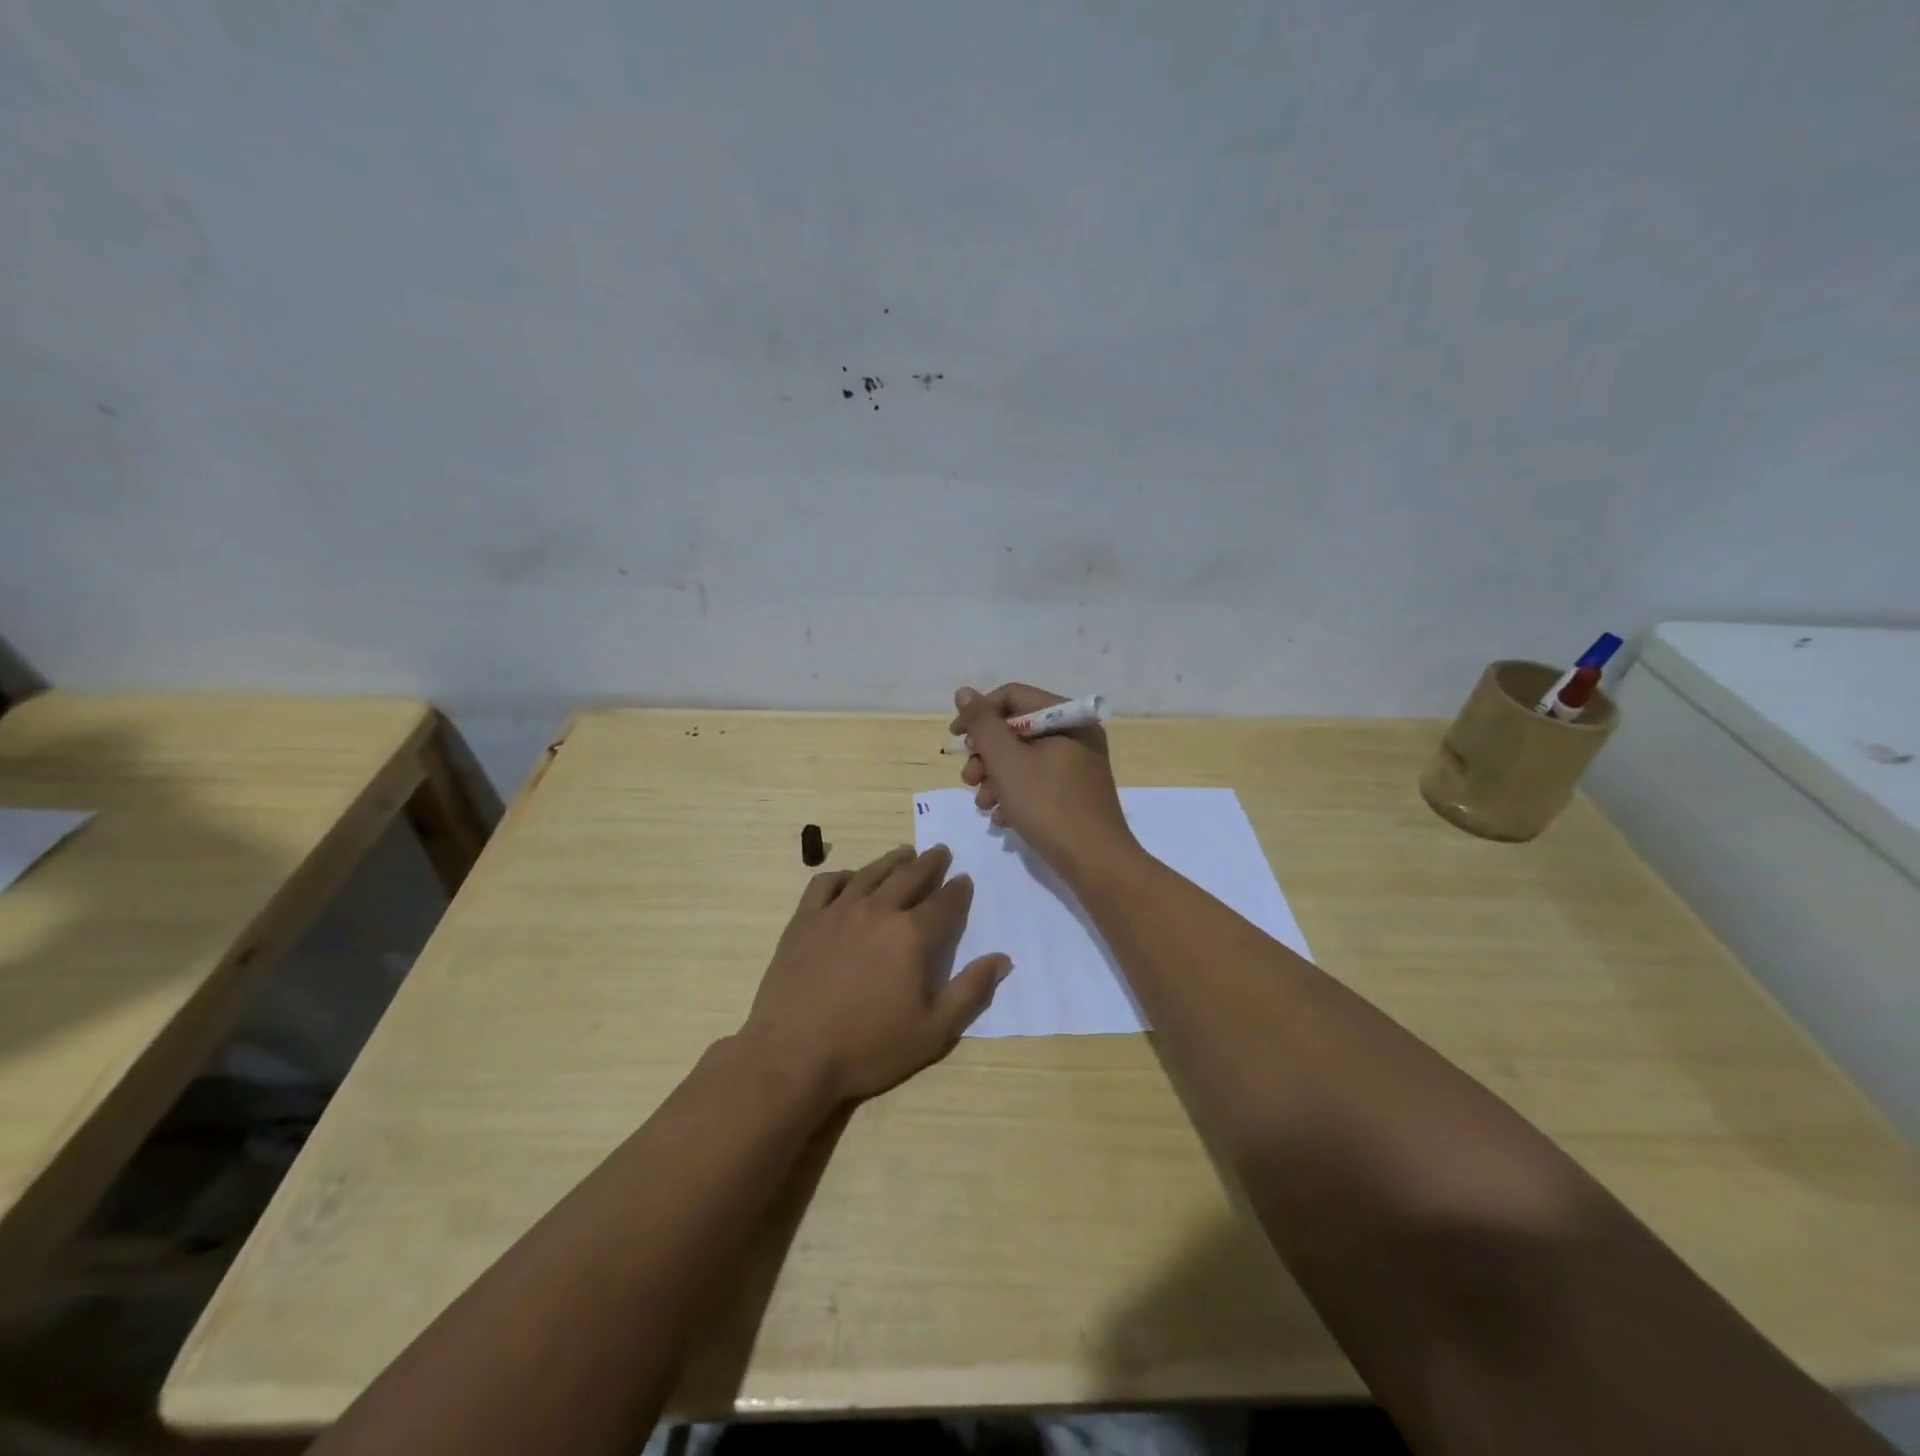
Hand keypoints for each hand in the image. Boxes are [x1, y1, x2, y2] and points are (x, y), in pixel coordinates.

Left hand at [738, 844, 1010, 1104]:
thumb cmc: (868, 1048)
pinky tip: (850, 879)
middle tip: (941, 851)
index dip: (958, 890)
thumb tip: (1002, 958)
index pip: (945, 903)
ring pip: (871, 873)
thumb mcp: (933, 1032)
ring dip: (893, 860)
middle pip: (910, 876)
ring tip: (905, 853)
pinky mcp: (805, 919)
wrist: (792, 1056)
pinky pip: (826, 883)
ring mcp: (837, 911)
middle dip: (930, 863)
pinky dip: (843, 875)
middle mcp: (877, 911)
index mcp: (912, 936)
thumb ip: (970, 992)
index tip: (965, 880)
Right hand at [950, 683, 1138, 881]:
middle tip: (970, 778)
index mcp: (1068, 718)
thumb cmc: (1048, 805)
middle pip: (1016, 730)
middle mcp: (1075, 735)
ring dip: (995, 779)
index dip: (979, 714)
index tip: (956, 739)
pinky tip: (1002, 818)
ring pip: (1022, 759)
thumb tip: (964, 692)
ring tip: (983, 804)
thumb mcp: (1007, 761)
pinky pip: (1036, 782)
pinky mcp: (1073, 793)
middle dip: (986, 755)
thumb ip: (983, 724)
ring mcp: (1077, 766)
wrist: (1094, 862)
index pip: (1013, 697)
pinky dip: (1014, 795)